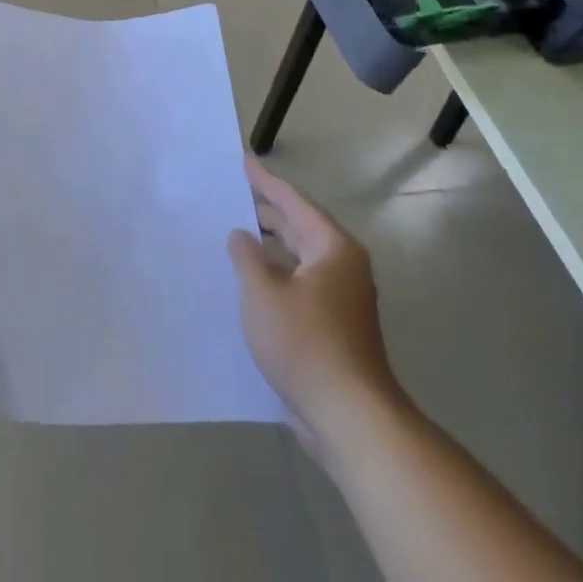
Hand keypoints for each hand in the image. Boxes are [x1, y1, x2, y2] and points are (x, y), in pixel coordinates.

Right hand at [228, 157, 400, 444]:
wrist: (351, 420)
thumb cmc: (305, 344)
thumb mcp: (263, 293)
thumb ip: (246, 256)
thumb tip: (241, 235)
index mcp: (332, 247)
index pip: (292, 201)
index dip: (264, 181)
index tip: (242, 162)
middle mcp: (342, 265)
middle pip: (298, 227)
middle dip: (265, 212)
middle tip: (231, 197)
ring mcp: (342, 298)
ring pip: (298, 258)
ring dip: (269, 248)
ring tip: (233, 236)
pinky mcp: (335, 327)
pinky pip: (300, 284)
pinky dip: (276, 275)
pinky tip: (251, 282)